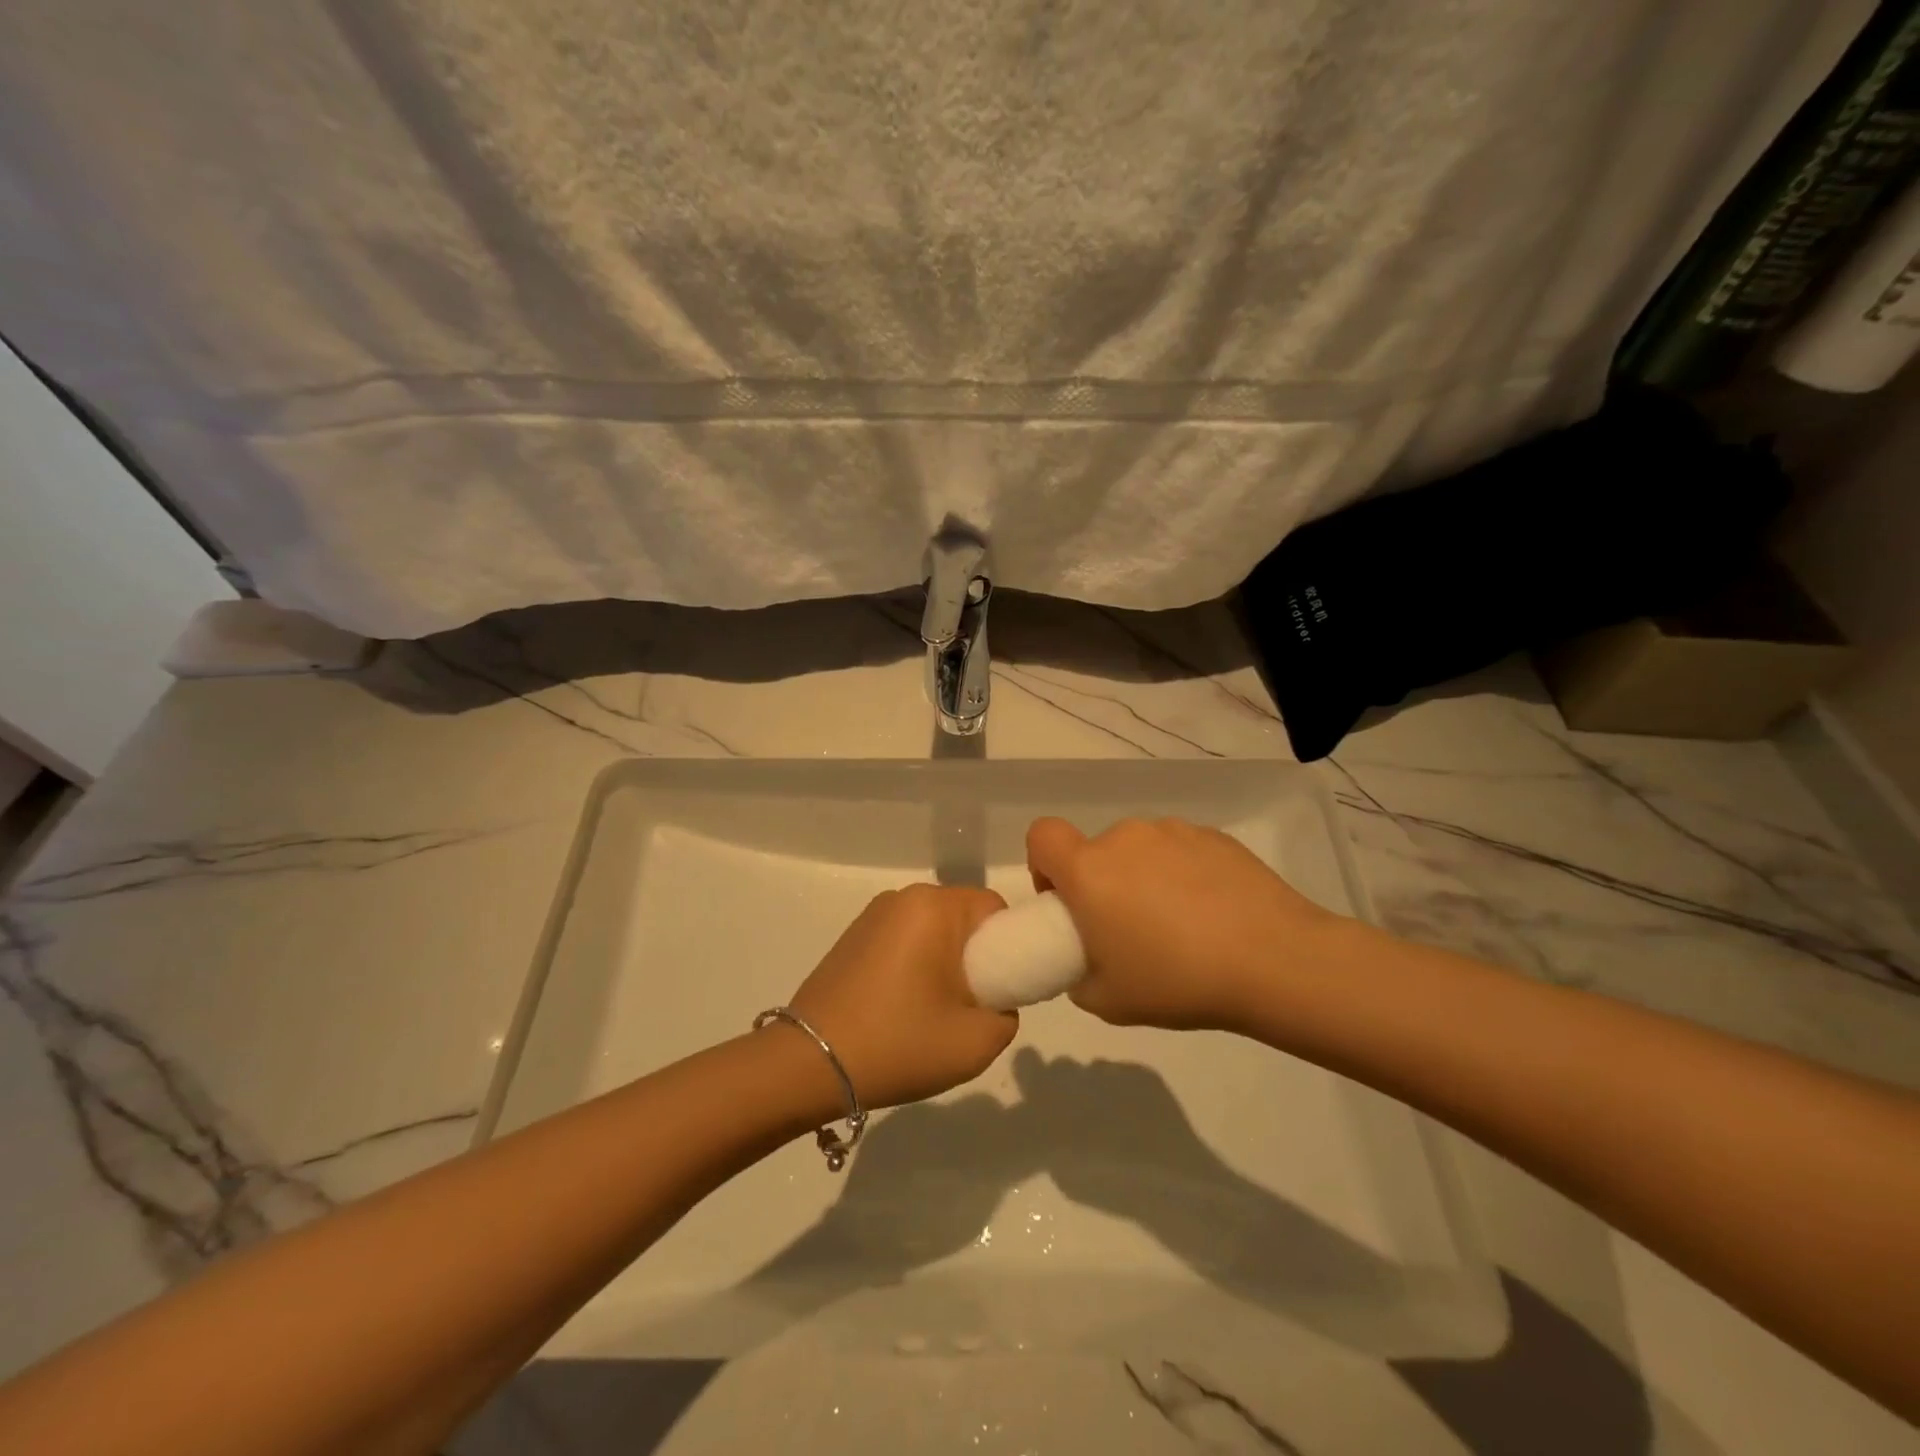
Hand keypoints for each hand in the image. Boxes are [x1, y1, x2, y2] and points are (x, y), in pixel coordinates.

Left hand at [785, 885, 1017, 1109]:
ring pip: (933, 929)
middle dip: (975, 956)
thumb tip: (994, 1000)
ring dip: (943, 961)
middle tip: (968, 1006)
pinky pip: (904, 939)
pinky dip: (915, 964)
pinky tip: (901, 1006)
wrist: (810, 1064)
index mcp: (935, 907)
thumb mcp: (977, 1043)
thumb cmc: (899, 1044)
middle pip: (963, 917)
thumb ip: (1007, 1015)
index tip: (999, 989)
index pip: (995, 910)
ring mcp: (873, 915)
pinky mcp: (853, 936)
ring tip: (932, 1012)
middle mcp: (903, 898)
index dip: (1009, 947)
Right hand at [1027, 816, 1343, 1032]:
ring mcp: (1173, 832)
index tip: (1066, 901)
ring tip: (1180, 924)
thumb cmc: (1178, 980)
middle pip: (1096, 850)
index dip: (1044, 864)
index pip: (1042, 835)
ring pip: (1140, 850)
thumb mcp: (1108, 1001)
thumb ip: (1079, 977)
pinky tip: (1214, 913)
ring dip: (1144, 877)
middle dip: (1102, 882)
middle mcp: (1125, 838)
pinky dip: (1184, 874)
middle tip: (1129, 929)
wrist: (1274, 961)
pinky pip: (1181, 851)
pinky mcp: (1214, 836)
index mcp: (1089, 869)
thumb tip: (1086, 963)